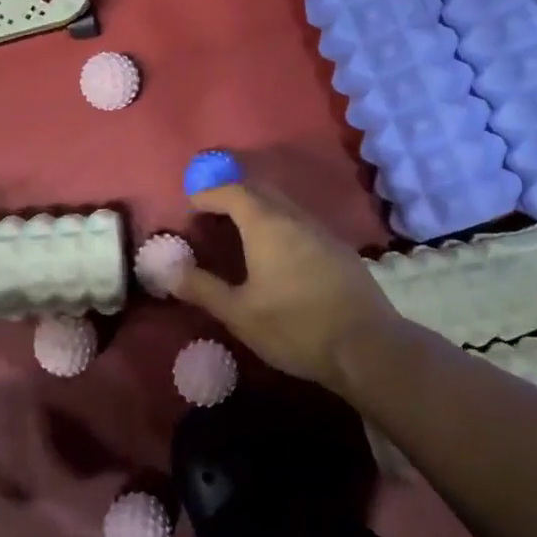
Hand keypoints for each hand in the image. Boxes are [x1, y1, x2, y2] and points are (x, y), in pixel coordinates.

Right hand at [175, 180, 400, 390]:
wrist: (367, 346)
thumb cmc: (295, 326)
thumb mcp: (240, 313)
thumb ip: (203, 289)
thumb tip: (169, 272)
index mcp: (267, 225)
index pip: (233, 191)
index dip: (209, 193)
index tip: (192, 204)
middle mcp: (295, 217)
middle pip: (260, 191)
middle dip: (233, 195)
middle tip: (212, 212)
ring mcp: (322, 231)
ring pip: (284, 206)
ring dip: (259, 209)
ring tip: (240, 230)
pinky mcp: (339, 249)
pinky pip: (301, 223)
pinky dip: (280, 224)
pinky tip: (277, 252)